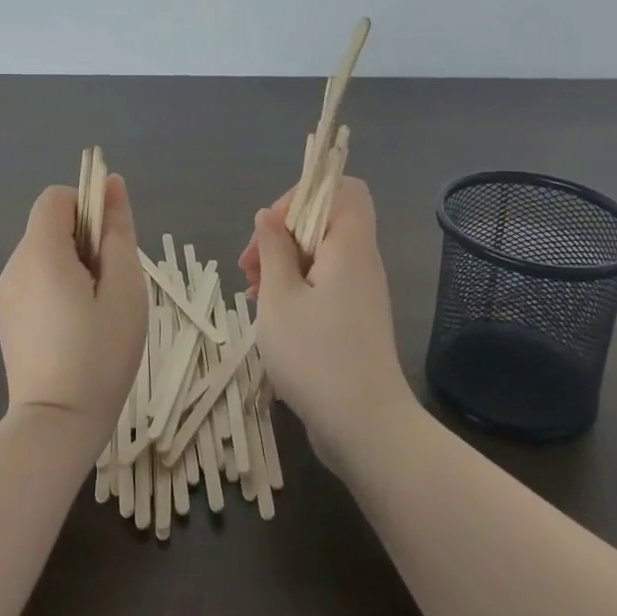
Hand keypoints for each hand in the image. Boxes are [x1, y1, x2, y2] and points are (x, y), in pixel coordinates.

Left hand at [0, 174, 146, 450]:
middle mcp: (15, 265)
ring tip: (96, 311)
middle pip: (51, 225)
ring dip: (74, 265)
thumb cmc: (100, 353)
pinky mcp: (7, 318)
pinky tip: (76, 327)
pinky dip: (59, 287)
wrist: (56, 425)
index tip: (109, 246)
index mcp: (40, 252)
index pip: (57, 197)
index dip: (88, 208)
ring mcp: (6, 294)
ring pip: (45, 254)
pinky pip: (36, 280)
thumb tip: (112, 184)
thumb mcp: (125, 287)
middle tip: (110, 286)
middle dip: (85, 240)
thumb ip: (118, 230)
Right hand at [241, 177, 416, 472]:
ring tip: (253, 293)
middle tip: (250, 266)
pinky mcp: (355, 317)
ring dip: (284, 262)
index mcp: (349, 245)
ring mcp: (361, 291)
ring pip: (321, 253)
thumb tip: (269, 216)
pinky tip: (271, 314)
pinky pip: (325, 282)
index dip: (303, 194)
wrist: (366, 428)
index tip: (272, 229)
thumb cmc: (316, 356)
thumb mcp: (279, 298)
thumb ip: (273, 249)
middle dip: (282, 233)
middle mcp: (361, 261)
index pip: (342, 188)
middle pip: (325, 220)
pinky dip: (297, 286)